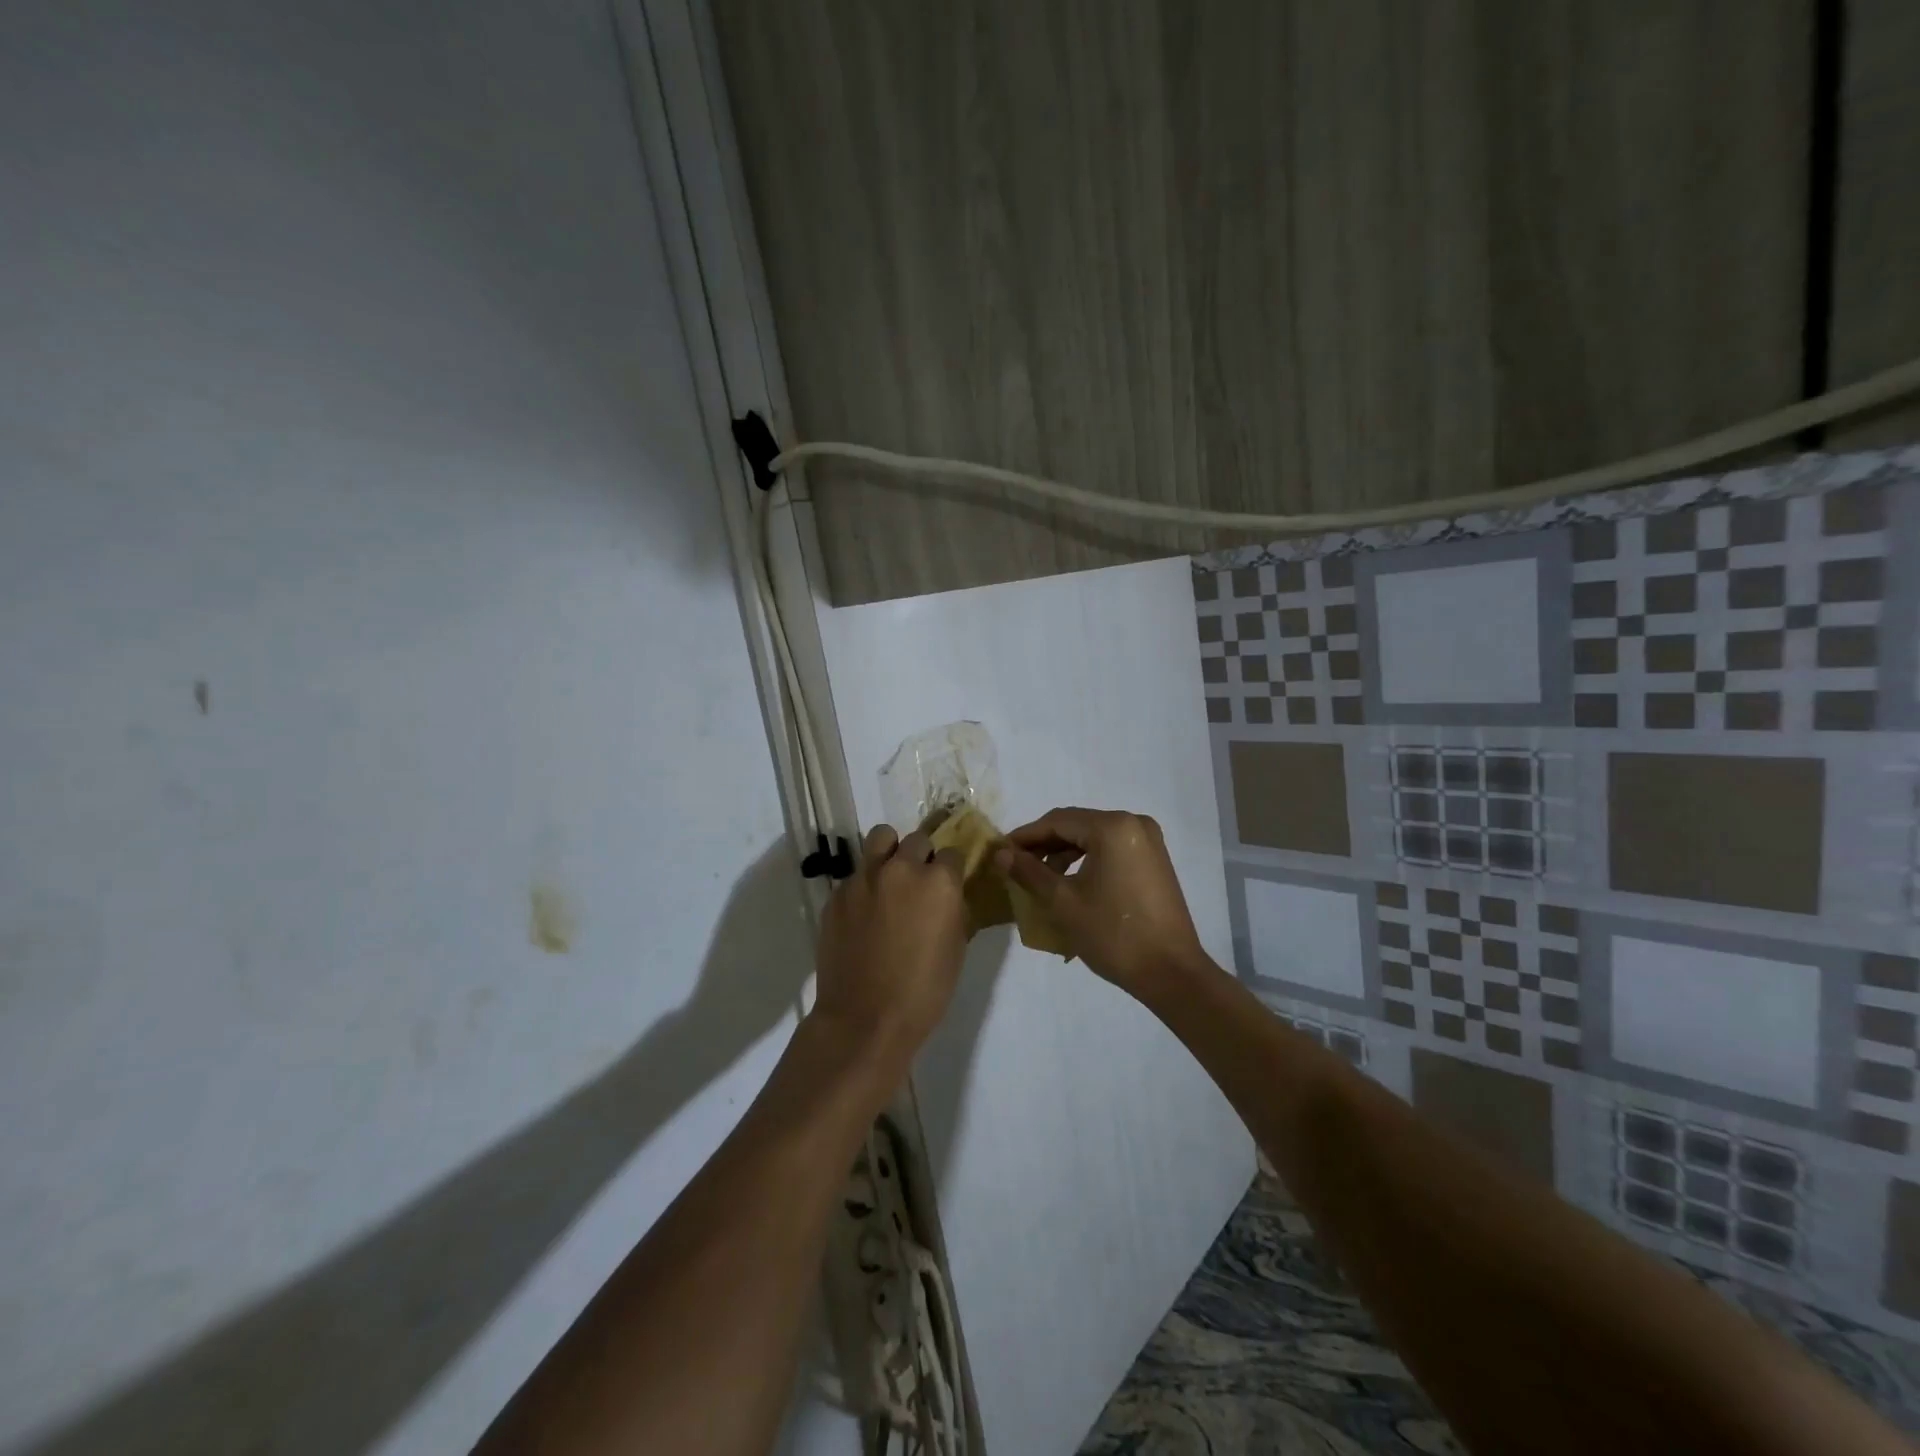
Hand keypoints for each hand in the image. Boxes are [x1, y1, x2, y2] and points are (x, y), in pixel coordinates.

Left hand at [812, 824, 968, 1062]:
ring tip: (890, 878)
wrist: (864, 1020)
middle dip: (922, 857)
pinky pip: (856, 874)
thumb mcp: (956, 949)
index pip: (952, 853)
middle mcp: (901, 869)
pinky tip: (864, 914)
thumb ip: (954, 910)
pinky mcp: (838, 894)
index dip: (951, 869)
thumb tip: (949, 896)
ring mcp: (865, 878)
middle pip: (917, 840)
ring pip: (881, 839)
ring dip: (891, 852)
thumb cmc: (923, 992)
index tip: (948, 884)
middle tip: (919, 884)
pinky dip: (865, 885)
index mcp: (938, 882)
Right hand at [994, 807, 1210, 999]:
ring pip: (1093, 837)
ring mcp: (1148, 841)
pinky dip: (1087, 860)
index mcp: (1113, 827)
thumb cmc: (1113, 935)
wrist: (1171, 973)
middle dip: (1044, 844)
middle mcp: (1134, 823)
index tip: (1000, 852)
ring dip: (1064, 853)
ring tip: (1039, 878)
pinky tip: (1069, 882)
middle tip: (1015, 865)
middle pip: (1076, 825)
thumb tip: (1000, 853)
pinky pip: (1111, 849)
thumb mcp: (1063, 902)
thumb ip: (1029, 872)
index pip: (1057, 821)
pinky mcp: (1154, 860)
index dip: (1025, 836)